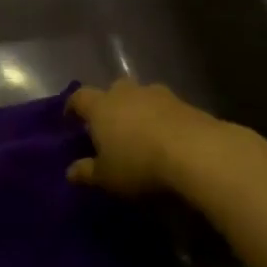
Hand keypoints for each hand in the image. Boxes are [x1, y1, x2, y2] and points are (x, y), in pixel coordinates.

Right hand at [66, 79, 225, 194]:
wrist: (196, 151)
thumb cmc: (139, 163)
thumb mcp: (107, 176)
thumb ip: (87, 172)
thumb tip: (70, 171)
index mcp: (101, 106)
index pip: (80, 97)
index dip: (73, 106)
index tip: (71, 117)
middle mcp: (126, 93)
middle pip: (113, 90)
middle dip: (110, 104)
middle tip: (110, 125)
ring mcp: (158, 94)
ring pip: (141, 96)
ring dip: (138, 109)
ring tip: (140, 131)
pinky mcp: (184, 103)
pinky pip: (165, 107)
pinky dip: (161, 118)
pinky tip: (166, 137)